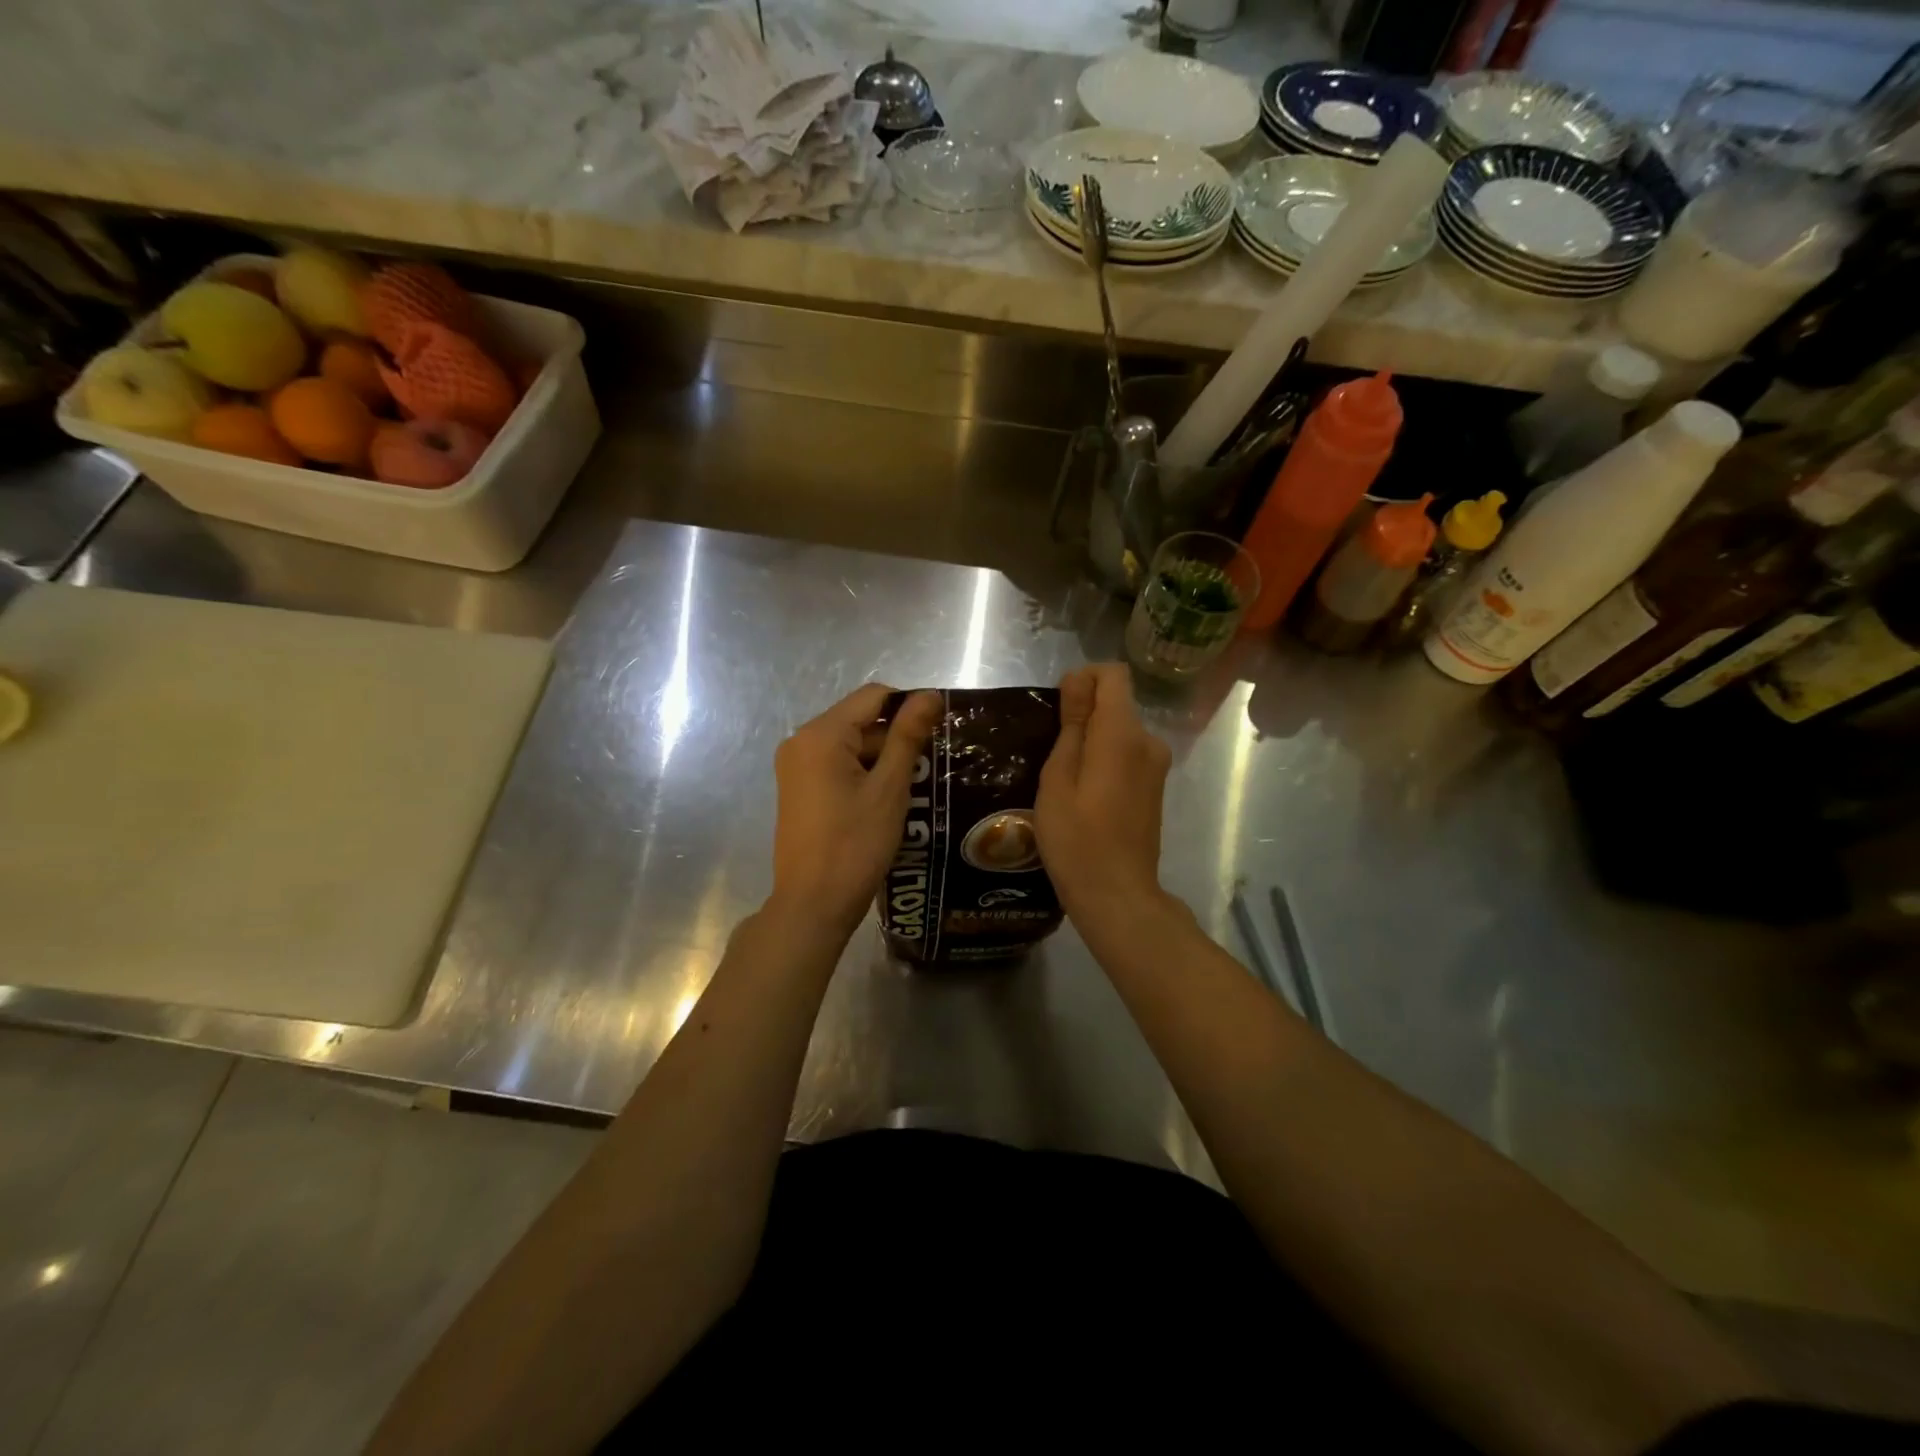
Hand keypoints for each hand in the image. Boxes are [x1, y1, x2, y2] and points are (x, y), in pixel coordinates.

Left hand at [770, 684, 941, 937]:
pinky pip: (837, 765)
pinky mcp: (799, 788)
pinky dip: (864, 775)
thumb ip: (908, 736)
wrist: (813, 904)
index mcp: (820, 734)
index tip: (937, 736)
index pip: (874, 696)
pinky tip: (886, 803)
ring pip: (851, 745)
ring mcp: (796, 766)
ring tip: (911, 791)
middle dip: (896, 739)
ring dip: (883, 760)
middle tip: (928, 771)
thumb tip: (930, 694)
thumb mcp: (889, 788)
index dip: (909, 708)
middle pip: (860, 720)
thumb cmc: (855, 844)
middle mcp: (801, 741)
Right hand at [1036, 663, 1173, 930]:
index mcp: (1123, 734)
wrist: (1117, 896)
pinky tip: (1085, 796)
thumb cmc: (1076, 839)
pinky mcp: (1155, 786)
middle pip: (1116, 702)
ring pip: (1119, 730)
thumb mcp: (1058, 778)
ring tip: (1063, 779)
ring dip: (1091, 740)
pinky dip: (1104, 760)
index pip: (1113, 674)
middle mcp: (1148, 741)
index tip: (1058, 711)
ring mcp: (1156, 766)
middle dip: (1082, 714)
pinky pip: (1127, 753)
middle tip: (1051, 756)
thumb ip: (1071, 725)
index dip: (1083, 680)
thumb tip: (1077, 679)